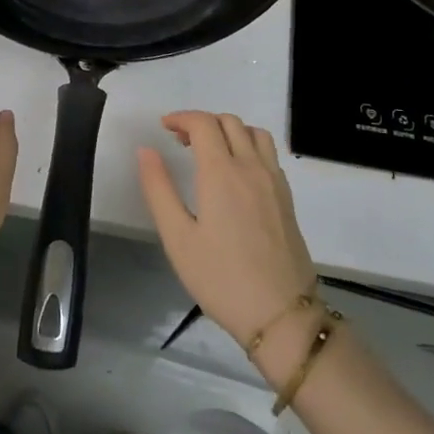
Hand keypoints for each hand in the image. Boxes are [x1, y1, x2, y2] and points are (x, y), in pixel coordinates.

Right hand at [138, 112, 317, 348]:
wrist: (281, 315)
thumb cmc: (221, 278)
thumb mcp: (178, 238)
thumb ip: (159, 189)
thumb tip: (146, 150)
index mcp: (222, 172)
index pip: (203, 123)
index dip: (181, 118)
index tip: (163, 128)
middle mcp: (251, 167)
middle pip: (229, 122)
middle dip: (202, 122)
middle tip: (180, 142)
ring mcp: (274, 182)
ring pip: (254, 133)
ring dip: (229, 130)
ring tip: (210, 152)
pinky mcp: (287, 198)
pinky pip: (268, 154)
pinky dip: (248, 146)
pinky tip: (236, 174)